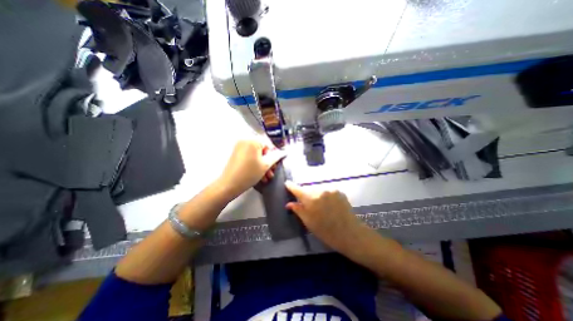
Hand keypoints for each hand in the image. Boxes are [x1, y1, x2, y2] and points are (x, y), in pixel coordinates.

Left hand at [217, 139, 283, 198]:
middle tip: (272, 171)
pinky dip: (255, 163)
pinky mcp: (236, 153)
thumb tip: (284, 152)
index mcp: (253, 140)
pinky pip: (250, 156)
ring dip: (263, 164)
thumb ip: (276, 157)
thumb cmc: (249, 173)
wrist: (229, 185)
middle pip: (262, 149)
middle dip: (269, 161)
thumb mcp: (265, 165)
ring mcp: (239, 147)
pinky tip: (260, 175)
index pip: (268, 143)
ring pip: (256, 154)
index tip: (276, 164)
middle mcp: (245, 140)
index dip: (274, 154)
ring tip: (267, 177)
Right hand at [284, 182, 364, 251]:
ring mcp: (330, 190)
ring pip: (318, 189)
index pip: (297, 189)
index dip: (291, 186)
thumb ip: (298, 210)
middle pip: (308, 189)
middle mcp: (320, 191)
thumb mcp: (308, 222)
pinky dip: (325, 195)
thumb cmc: (325, 230)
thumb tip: (289, 204)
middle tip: (309, 204)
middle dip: (306, 194)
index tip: (287, 183)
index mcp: (311, 199)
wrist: (349, 233)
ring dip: (316, 195)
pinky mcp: (338, 191)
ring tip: (321, 206)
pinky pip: (327, 191)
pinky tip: (329, 205)